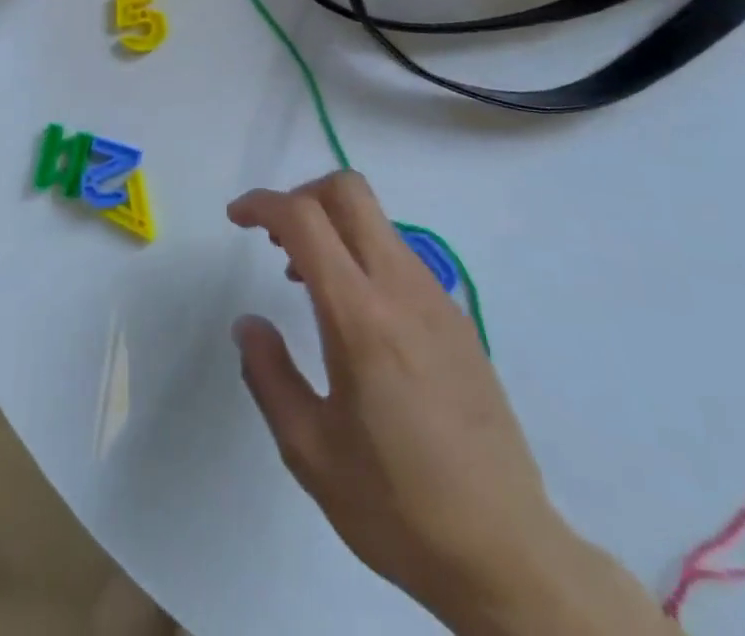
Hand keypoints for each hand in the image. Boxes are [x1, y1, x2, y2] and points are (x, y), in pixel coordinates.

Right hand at [229, 174, 672, 635]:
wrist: (507, 553)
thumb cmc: (397, 505)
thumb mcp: (309, 451)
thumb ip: (269, 375)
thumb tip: (248, 323)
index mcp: (360, 317)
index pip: (306, 219)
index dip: (263, 203)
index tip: (236, 218)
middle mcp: (402, 289)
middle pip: (350, 191)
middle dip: (302, 194)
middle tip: (274, 238)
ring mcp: (437, 298)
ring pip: (376, 220)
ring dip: (332, 226)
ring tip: (305, 281)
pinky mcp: (457, 317)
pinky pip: (399, 255)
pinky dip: (362, 254)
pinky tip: (353, 314)